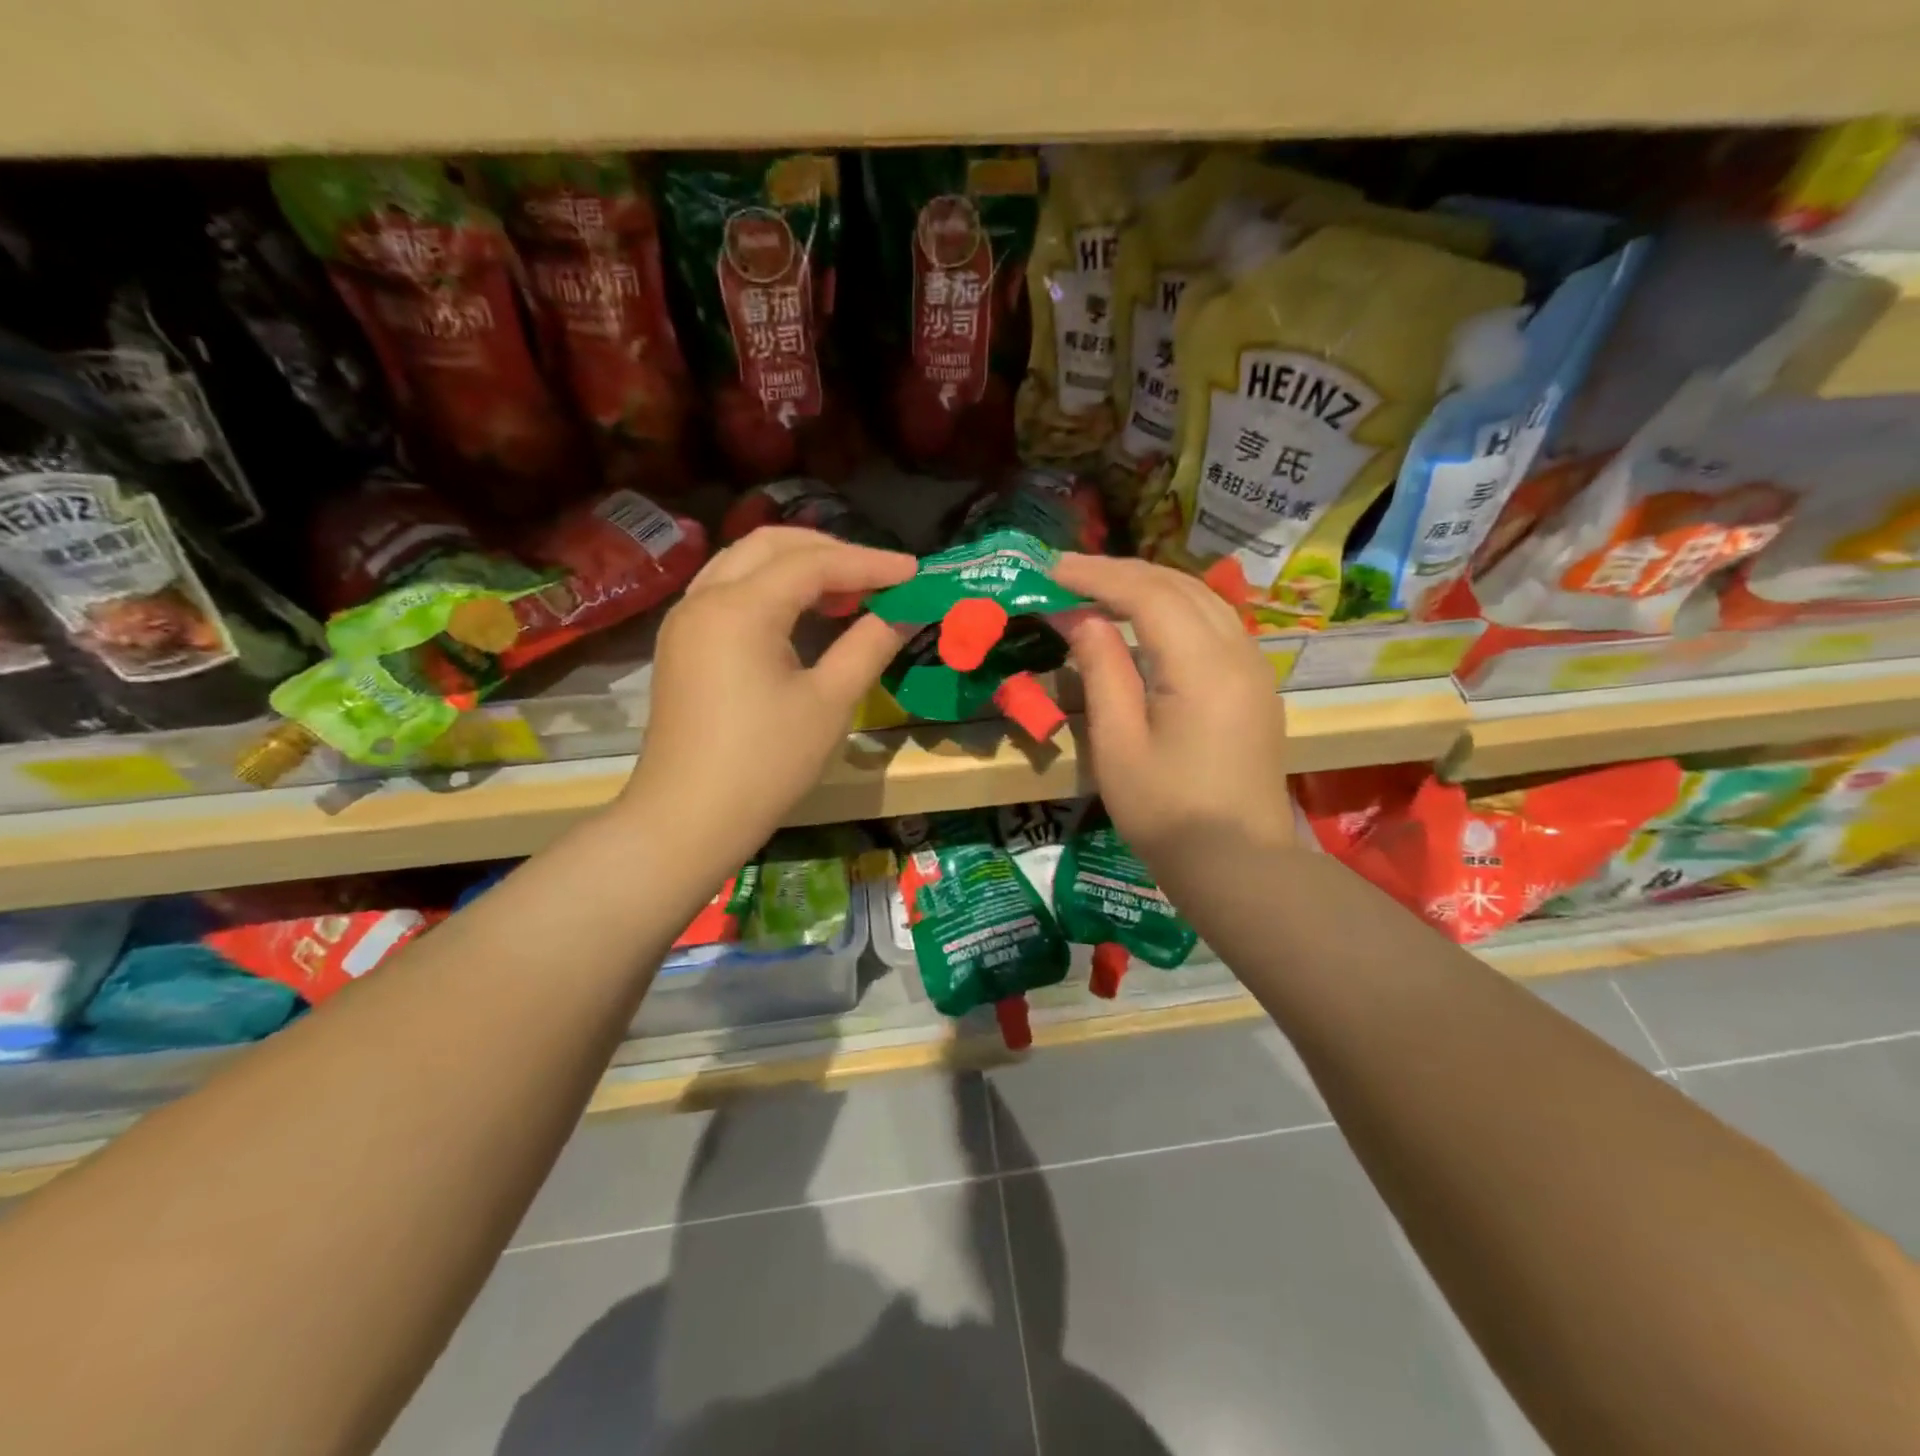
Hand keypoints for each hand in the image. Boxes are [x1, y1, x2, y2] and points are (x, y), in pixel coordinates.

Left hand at [622, 527, 915, 865]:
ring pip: (745, 563)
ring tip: (847, 591)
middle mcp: (704, 598)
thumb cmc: (765, 764)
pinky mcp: (682, 644)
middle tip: (880, 577)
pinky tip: (802, 613)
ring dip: (798, 565)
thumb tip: (905, 611)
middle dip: (831, 552)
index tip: (915, 573)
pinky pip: (730, 590)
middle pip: (772, 546)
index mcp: (739, 608)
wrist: (688, 820)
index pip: (813, 563)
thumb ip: (869, 646)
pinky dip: (771, 587)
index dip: (869, 563)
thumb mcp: (829, 703)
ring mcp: (686, 620)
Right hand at [1052, 553, 1291, 867]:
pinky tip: (1144, 622)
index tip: (1050, 569)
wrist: (1238, 865)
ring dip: (1148, 585)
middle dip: (1120, 572)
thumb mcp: (1118, 745)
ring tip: (1099, 590)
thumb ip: (1102, 671)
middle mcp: (1238, 652)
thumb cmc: (1167, 814)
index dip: (1096, 575)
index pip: (1147, 594)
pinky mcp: (1255, 685)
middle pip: (1177, 585)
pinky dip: (1173, 608)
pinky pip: (1214, 623)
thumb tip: (1081, 618)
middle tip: (1067, 575)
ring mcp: (1253, 667)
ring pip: (1201, 599)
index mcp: (1203, 667)